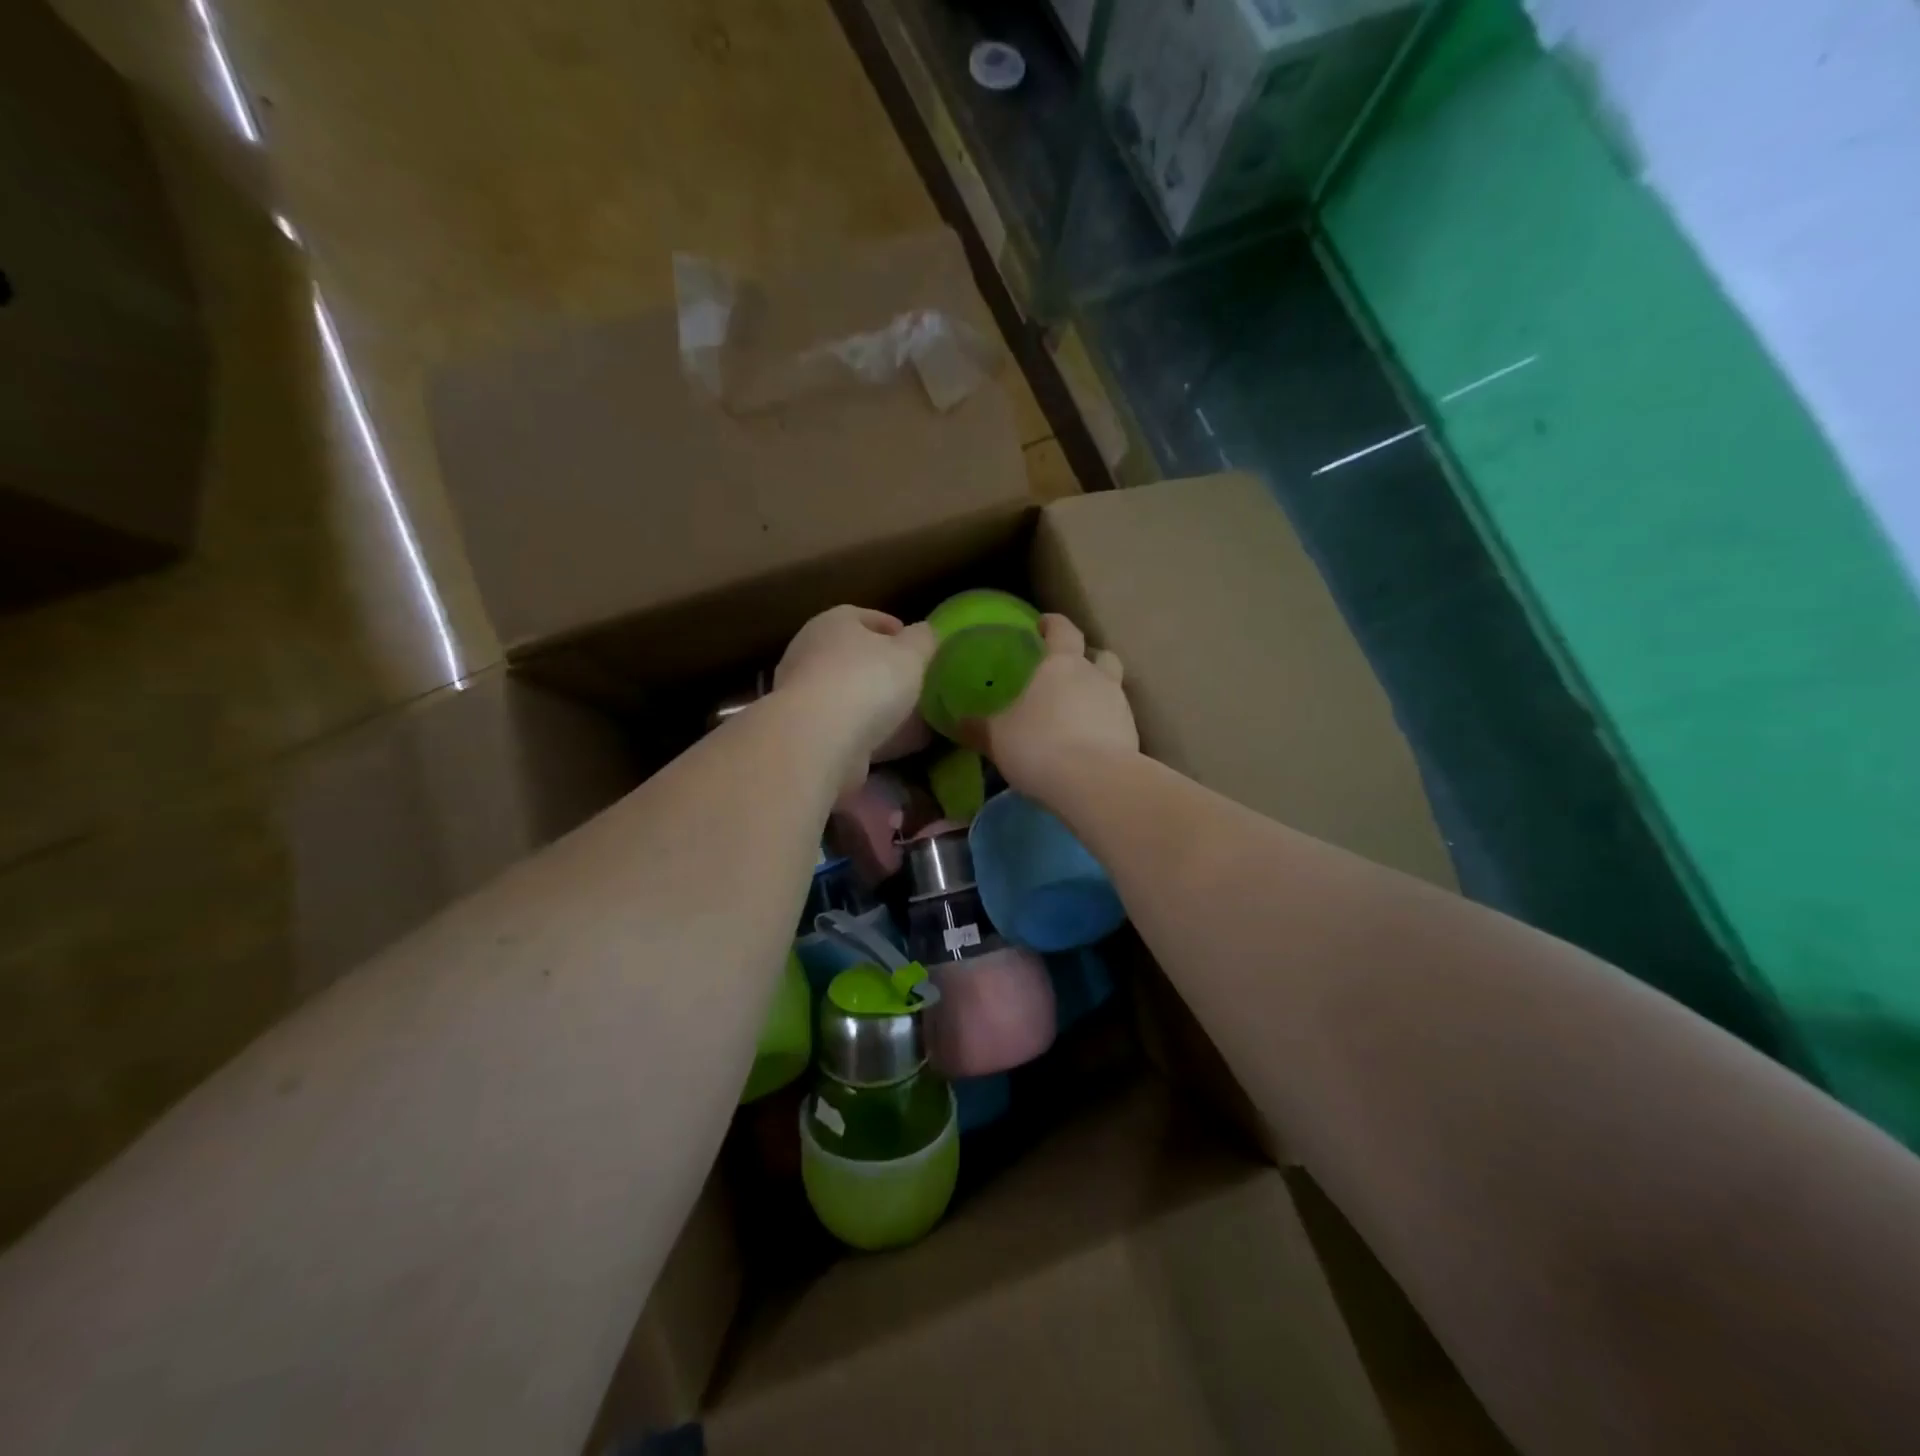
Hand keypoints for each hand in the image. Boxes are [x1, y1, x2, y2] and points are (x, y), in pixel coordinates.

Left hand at [774, 606, 935, 785]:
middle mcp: (810, 653)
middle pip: (853, 656)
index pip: (864, 617)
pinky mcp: (804, 731)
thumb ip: (923, 640)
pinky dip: (868, 732)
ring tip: (910, 718)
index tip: (917, 647)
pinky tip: (894, 744)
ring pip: (848, 694)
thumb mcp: (911, 653)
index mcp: (833, 622)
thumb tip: (925, 632)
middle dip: (883, 669)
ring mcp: (802, 694)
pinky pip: (845, 726)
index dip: (894, 629)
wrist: (818, 740)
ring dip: (875, 705)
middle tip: (914, 683)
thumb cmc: (867, 681)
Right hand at [964, 614, 1137, 798]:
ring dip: (1098, 694)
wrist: (1094, 783)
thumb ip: (979, 726)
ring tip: (1077, 714)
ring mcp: (1120, 706)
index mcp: (1062, 664)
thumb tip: (959, 721)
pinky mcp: (1132, 736)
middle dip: (1086, 659)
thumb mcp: (997, 736)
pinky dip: (1104, 727)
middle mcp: (1096, 676)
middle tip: (1067, 672)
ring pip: (1112, 688)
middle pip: (1100, 655)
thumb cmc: (1038, 744)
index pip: (1062, 629)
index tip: (1042, 625)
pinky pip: (1117, 722)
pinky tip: (1088, 745)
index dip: (1052, 624)